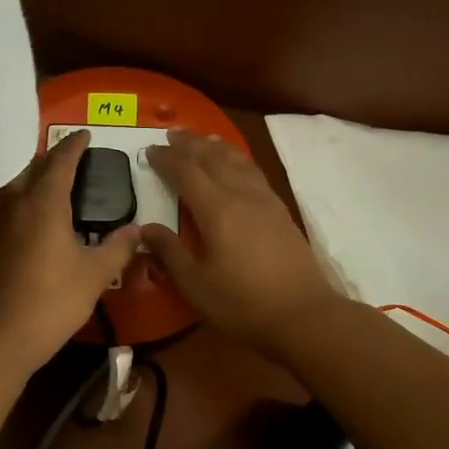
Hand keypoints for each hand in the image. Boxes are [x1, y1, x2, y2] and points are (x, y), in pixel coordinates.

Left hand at [0, 131, 140, 372]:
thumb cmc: (50, 302)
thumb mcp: (94, 276)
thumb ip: (117, 248)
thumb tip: (137, 230)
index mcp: (44, 204)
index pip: (59, 162)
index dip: (74, 146)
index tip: (86, 134)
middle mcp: (15, 206)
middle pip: (32, 170)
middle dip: (52, 159)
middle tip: (72, 159)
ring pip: (15, 190)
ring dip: (34, 181)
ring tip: (55, 187)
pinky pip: (8, 211)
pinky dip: (24, 205)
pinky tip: (35, 223)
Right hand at [144, 129, 339, 356]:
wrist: (303, 315)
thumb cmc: (242, 303)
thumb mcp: (195, 284)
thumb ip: (170, 252)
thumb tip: (145, 228)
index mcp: (216, 210)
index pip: (186, 173)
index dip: (166, 160)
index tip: (149, 151)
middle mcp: (241, 196)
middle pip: (213, 159)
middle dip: (190, 144)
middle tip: (172, 133)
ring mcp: (265, 201)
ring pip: (238, 161)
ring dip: (217, 147)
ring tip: (204, 139)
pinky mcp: (281, 212)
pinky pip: (254, 173)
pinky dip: (239, 160)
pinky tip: (237, 165)